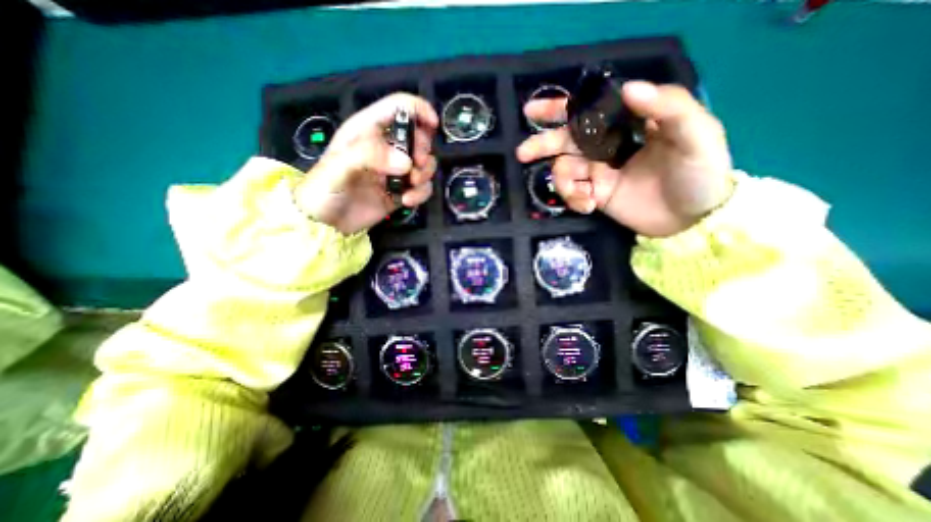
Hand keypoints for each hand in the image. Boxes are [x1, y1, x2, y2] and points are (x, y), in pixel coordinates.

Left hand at [294, 92, 440, 232]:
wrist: (325, 224)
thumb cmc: (324, 189)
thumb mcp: (338, 166)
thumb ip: (369, 155)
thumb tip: (406, 163)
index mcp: (368, 131)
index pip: (398, 107)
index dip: (419, 110)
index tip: (433, 126)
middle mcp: (386, 148)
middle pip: (418, 137)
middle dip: (423, 150)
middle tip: (417, 166)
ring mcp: (395, 172)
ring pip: (424, 164)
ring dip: (424, 174)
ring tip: (411, 185)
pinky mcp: (401, 192)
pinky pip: (422, 188)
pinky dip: (421, 194)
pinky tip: (407, 201)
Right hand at [517, 80, 735, 236]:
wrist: (694, 219)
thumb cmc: (700, 172)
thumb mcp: (697, 134)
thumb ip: (668, 107)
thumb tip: (629, 89)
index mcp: (627, 123)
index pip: (589, 109)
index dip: (561, 108)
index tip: (533, 110)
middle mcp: (608, 145)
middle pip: (566, 140)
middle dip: (543, 144)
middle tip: (523, 153)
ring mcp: (599, 172)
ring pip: (565, 170)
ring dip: (566, 184)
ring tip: (584, 199)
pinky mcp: (595, 194)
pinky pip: (573, 193)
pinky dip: (574, 199)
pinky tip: (588, 206)